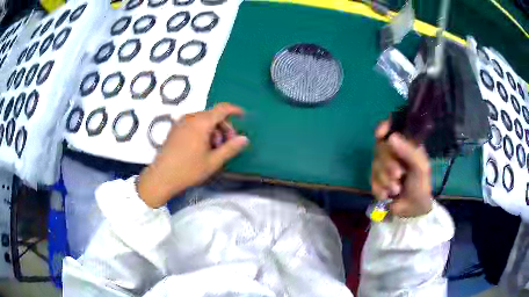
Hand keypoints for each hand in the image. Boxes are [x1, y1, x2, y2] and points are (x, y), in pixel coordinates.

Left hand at [137, 103, 248, 207]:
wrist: (161, 177)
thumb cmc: (188, 170)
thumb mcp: (213, 161)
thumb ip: (230, 148)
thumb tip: (245, 139)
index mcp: (201, 122)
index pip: (222, 109)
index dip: (235, 110)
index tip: (243, 116)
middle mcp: (190, 118)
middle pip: (213, 115)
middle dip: (224, 127)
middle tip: (228, 144)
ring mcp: (180, 123)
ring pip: (203, 120)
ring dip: (213, 130)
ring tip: (214, 149)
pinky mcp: (175, 129)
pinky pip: (193, 124)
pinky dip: (202, 131)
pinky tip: (202, 147)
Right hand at [370, 120, 432, 217]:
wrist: (413, 209)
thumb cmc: (420, 185)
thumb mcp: (420, 167)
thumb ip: (408, 151)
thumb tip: (391, 137)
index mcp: (406, 144)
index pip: (392, 127)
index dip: (384, 126)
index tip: (379, 134)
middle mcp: (393, 151)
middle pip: (380, 148)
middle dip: (387, 164)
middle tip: (398, 175)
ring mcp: (383, 165)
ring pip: (374, 165)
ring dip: (385, 180)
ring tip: (396, 189)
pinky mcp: (377, 180)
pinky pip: (371, 179)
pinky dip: (379, 188)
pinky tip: (387, 195)